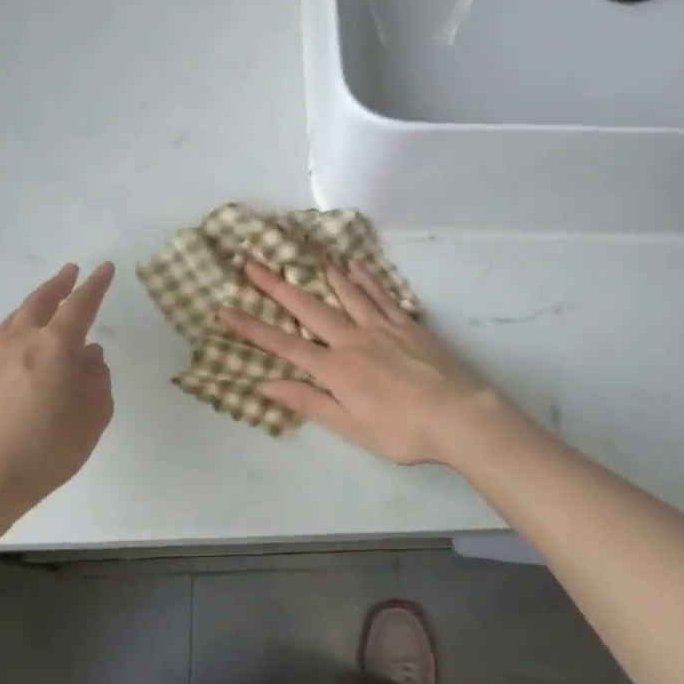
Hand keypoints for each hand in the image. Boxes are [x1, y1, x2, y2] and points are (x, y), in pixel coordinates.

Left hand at [0, 262, 115, 535]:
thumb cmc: (45, 450)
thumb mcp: (92, 418)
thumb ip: (97, 382)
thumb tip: (90, 357)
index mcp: (54, 347)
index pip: (80, 306)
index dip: (95, 286)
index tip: (105, 268)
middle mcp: (21, 343)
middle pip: (40, 303)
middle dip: (58, 285)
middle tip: (70, 272)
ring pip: (15, 320)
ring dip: (33, 305)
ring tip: (44, 302)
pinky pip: (0, 345)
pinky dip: (16, 335)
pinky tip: (21, 351)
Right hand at [217, 259, 498, 465]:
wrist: (459, 415)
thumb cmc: (401, 431)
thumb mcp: (350, 427)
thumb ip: (309, 402)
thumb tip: (267, 384)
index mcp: (335, 369)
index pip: (284, 346)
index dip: (252, 329)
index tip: (224, 310)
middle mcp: (353, 339)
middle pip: (309, 308)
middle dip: (277, 286)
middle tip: (253, 262)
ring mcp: (381, 327)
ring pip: (345, 293)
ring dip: (319, 272)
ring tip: (301, 252)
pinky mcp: (406, 324)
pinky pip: (380, 295)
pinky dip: (364, 278)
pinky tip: (354, 265)